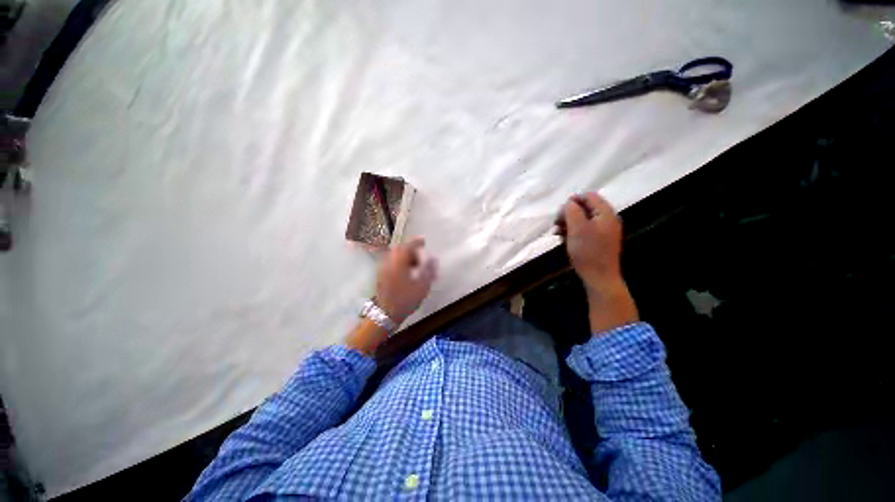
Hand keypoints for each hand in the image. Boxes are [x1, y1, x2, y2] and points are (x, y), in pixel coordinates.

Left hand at [374, 237, 437, 324]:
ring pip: (394, 255)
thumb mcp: (422, 285)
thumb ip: (429, 269)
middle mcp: (389, 261)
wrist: (386, 313)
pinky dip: (399, 262)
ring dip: (405, 256)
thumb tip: (433, 258)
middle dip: (410, 249)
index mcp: (399, 261)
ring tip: (415, 264)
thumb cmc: (406, 299)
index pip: (408, 246)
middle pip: (400, 249)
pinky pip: (391, 262)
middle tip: (420, 254)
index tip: (423, 240)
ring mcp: (383, 268)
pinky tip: (406, 271)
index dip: (417, 242)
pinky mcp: (381, 275)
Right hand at [557, 192, 637, 332]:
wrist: (599, 277)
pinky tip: (564, 239)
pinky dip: (574, 232)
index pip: (589, 196)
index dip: (573, 201)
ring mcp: (604, 231)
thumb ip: (572, 210)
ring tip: (557, 233)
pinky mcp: (599, 241)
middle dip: (569, 214)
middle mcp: (607, 220)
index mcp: (605, 213)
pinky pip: (585, 230)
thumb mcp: (577, 228)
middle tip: (557, 224)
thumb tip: (569, 203)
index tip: (560, 213)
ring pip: (583, 220)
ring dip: (569, 223)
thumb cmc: (587, 251)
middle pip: (585, 208)